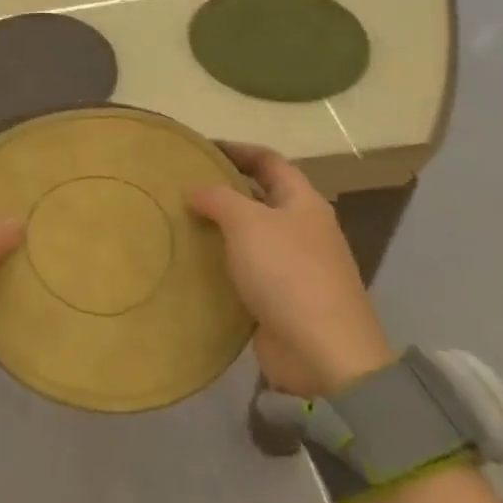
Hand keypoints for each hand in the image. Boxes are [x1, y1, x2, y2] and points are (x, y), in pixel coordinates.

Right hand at [187, 144, 393, 396]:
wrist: (324, 353)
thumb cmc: (288, 274)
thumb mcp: (247, 223)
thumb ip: (218, 198)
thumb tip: (194, 189)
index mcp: (303, 203)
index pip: (269, 161)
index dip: (236, 150)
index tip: (199, 149)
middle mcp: (302, 229)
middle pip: (260, 197)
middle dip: (223, 189)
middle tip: (180, 187)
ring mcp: (294, 266)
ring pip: (250, 235)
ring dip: (219, 228)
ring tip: (178, 222)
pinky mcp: (281, 299)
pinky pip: (246, 270)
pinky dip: (222, 263)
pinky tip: (194, 263)